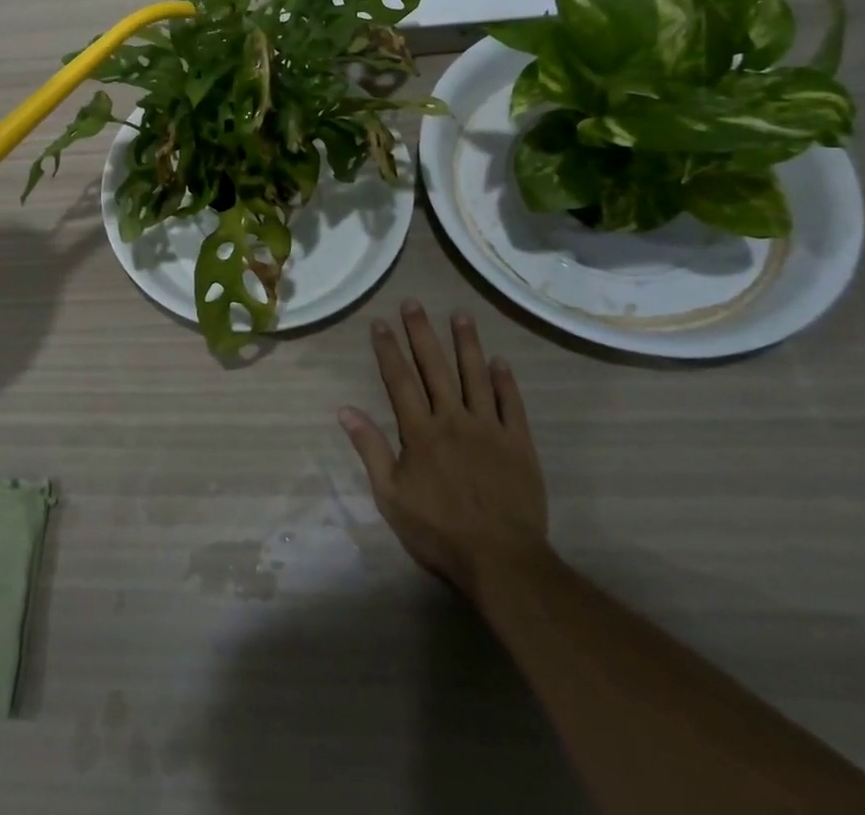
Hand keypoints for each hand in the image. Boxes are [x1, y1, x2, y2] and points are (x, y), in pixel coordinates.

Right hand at [339, 300, 549, 606]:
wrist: (502, 562)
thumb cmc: (439, 532)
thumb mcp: (390, 496)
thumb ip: (370, 449)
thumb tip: (344, 410)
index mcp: (420, 432)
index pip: (399, 380)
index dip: (388, 349)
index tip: (379, 322)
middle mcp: (453, 419)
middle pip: (435, 367)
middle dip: (422, 333)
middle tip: (414, 302)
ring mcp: (489, 429)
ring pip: (476, 376)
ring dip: (467, 344)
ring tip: (460, 315)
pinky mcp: (519, 444)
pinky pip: (512, 405)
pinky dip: (505, 381)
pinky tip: (500, 361)